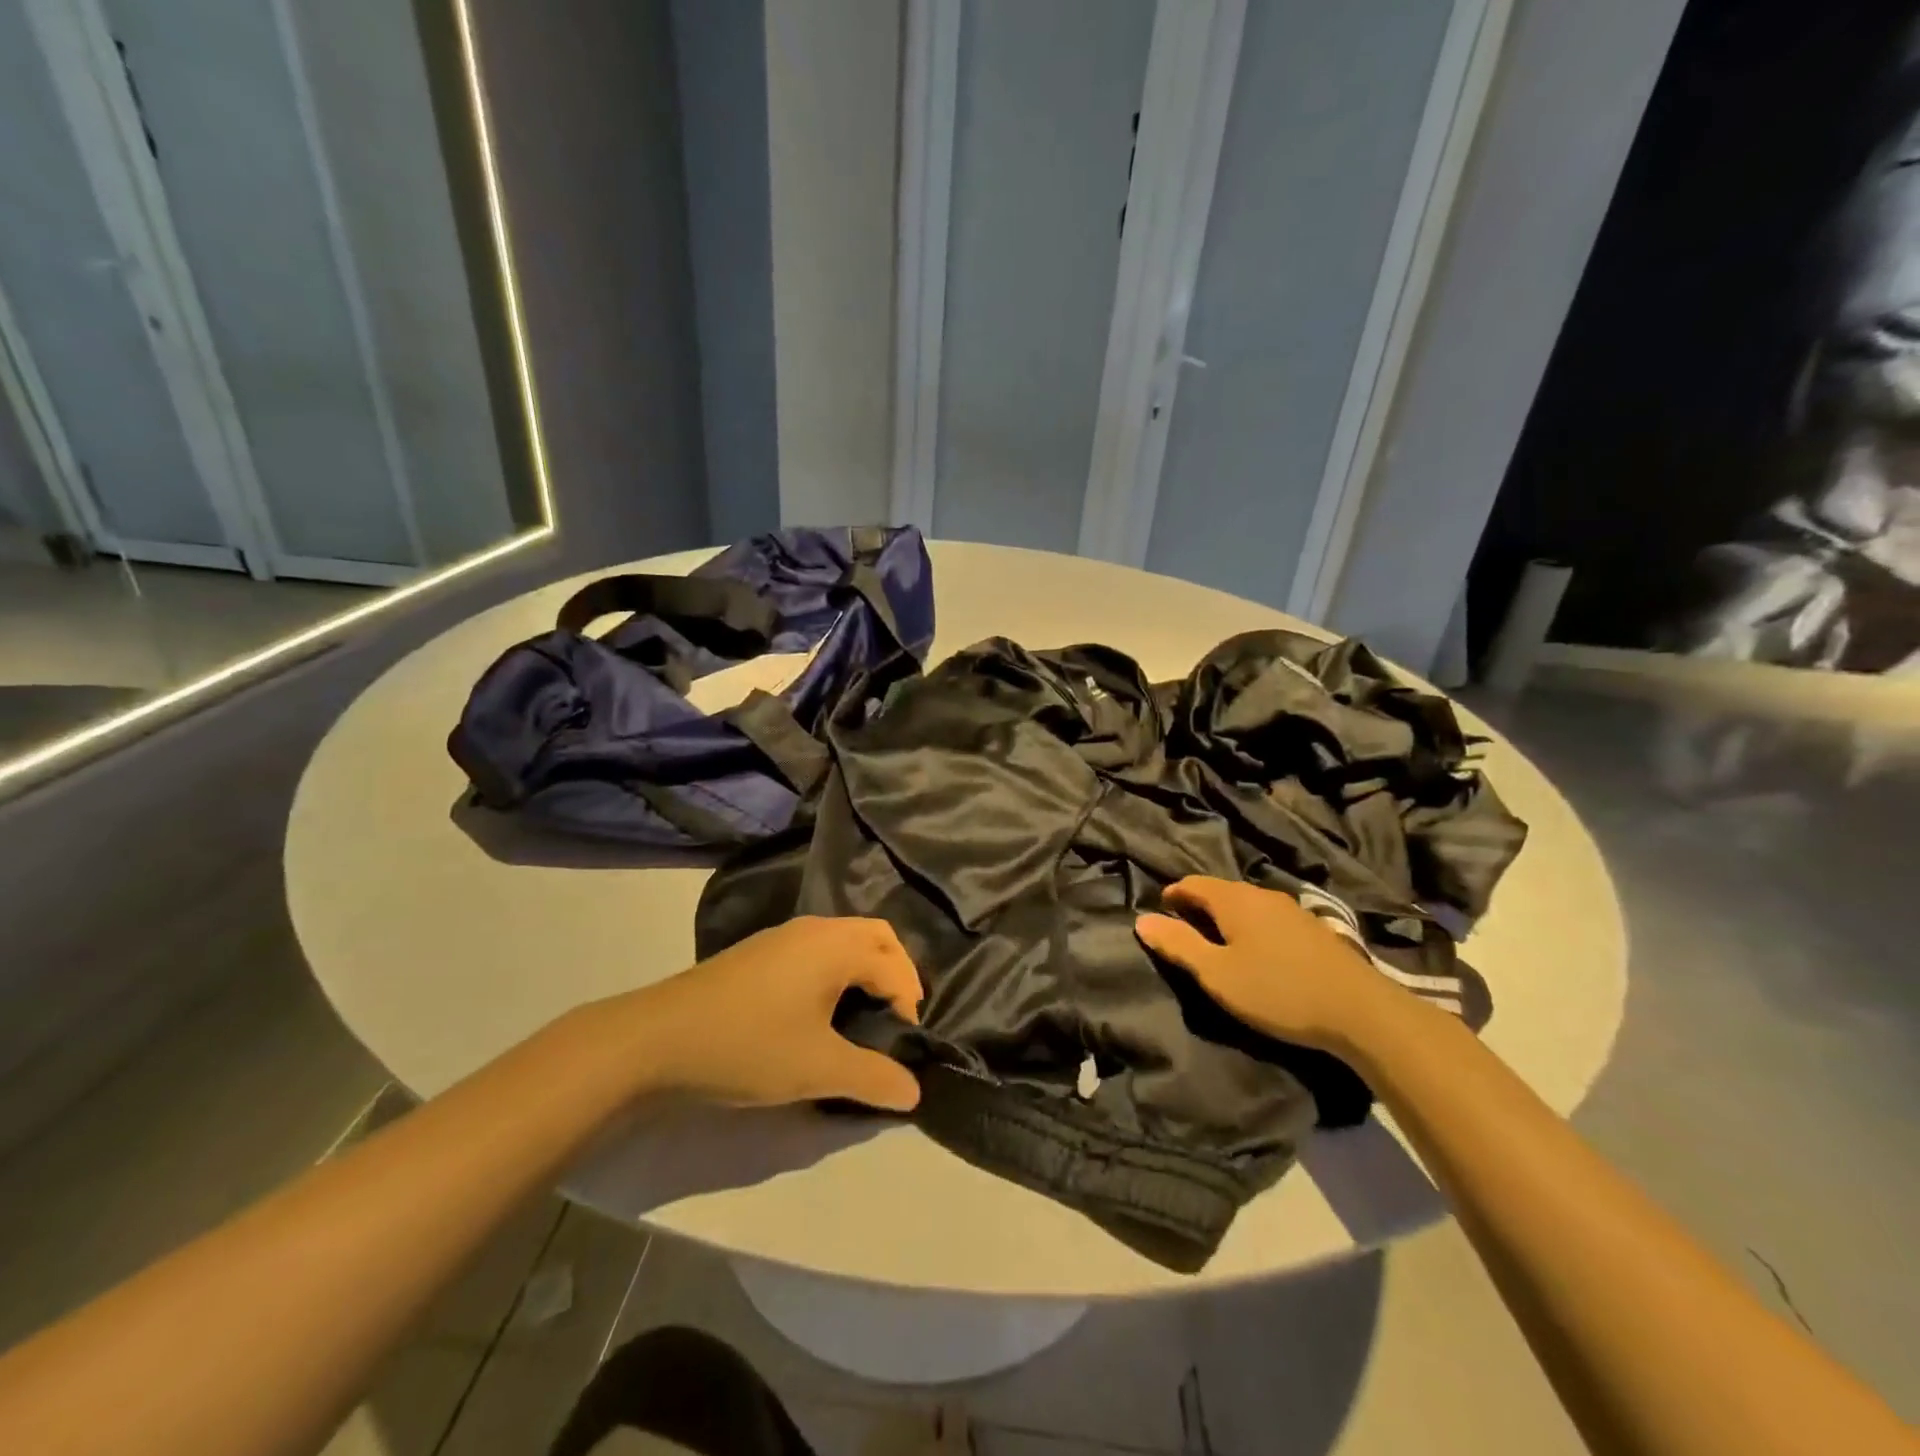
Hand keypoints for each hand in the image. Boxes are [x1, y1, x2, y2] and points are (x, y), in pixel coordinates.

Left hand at [624, 917, 924, 1111]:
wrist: (657, 1038)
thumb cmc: (749, 1045)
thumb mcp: (818, 1068)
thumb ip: (873, 1077)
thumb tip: (915, 1091)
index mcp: (836, 945)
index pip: (894, 966)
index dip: (908, 1004)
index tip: (904, 1045)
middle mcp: (815, 929)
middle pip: (877, 937)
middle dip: (897, 973)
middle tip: (897, 1017)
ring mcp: (784, 936)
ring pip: (845, 939)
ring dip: (866, 969)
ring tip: (865, 1014)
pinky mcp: (761, 951)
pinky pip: (819, 948)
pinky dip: (838, 969)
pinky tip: (820, 1008)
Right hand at [1135, 877, 1404, 1054]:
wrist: (1360, 1010)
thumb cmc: (1277, 990)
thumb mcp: (1217, 973)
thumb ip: (1178, 945)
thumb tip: (1142, 920)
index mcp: (1234, 899)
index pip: (1192, 884)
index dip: (1172, 896)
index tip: (1160, 914)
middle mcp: (1262, 894)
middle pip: (1220, 891)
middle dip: (1198, 906)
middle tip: (1184, 931)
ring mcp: (1292, 909)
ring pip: (1247, 904)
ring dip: (1227, 917)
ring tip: (1218, 943)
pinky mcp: (1314, 929)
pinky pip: (1269, 917)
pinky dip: (1252, 927)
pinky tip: (1258, 951)